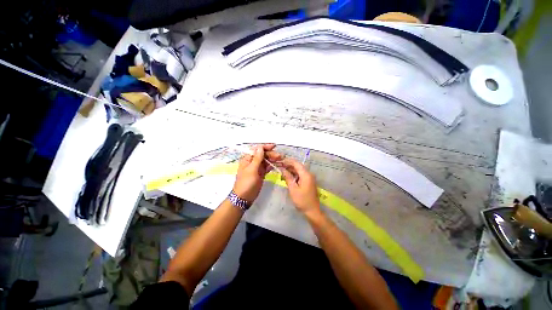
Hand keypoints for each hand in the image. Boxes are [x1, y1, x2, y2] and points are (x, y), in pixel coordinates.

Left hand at [232, 144, 282, 202]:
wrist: (243, 198)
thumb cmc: (246, 183)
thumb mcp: (252, 170)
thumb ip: (257, 158)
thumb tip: (260, 147)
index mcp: (248, 159)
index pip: (257, 150)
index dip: (265, 147)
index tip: (274, 146)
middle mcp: (253, 162)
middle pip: (263, 155)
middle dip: (271, 154)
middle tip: (281, 156)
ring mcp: (257, 168)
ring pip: (266, 161)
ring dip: (273, 159)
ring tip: (282, 160)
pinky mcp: (261, 174)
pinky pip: (267, 167)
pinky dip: (272, 166)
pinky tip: (278, 165)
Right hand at [279, 158, 320, 214]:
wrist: (312, 211)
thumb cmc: (302, 200)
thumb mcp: (293, 189)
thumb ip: (288, 178)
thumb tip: (283, 170)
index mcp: (306, 174)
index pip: (296, 163)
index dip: (288, 161)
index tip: (280, 162)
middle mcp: (309, 174)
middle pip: (298, 166)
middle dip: (288, 165)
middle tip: (279, 167)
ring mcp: (309, 178)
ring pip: (299, 171)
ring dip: (291, 170)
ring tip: (282, 172)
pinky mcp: (309, 182)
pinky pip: (301, 175)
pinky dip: (294, 175)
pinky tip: (288, 177)